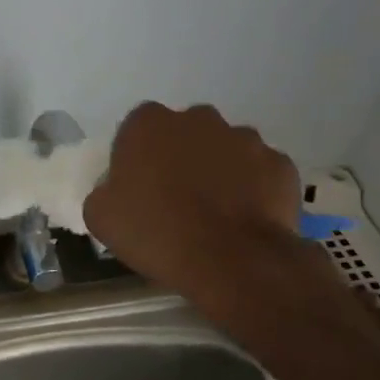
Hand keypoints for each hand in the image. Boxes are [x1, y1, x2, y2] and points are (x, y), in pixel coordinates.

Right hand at [83, 103, 301, 291]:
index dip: (136, 158)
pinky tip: (242, 220)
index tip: (137, 187)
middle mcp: (198, 119)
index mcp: (148, 124)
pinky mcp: (279, 163)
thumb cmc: (157, 233)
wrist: (232, 260)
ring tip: (213, 213)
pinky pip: (258, 172)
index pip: (136, 130)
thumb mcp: (101, 217)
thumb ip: (105, 190)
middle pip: (183, 134)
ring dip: (217, 171)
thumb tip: (117, 188)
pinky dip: (251, 189)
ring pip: (224, 150)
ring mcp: (244, 138)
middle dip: (179, 158)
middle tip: (174, 199)